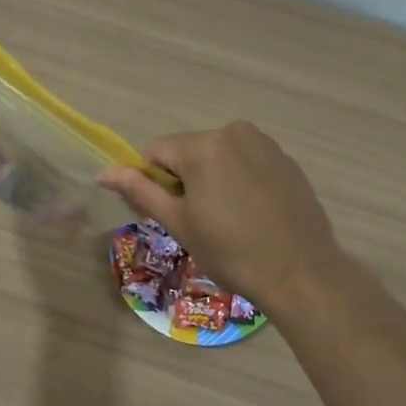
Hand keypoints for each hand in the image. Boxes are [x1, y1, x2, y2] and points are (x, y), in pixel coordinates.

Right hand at [98, 121, 344, 310]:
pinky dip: (241, 181)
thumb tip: (103, 172)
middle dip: (185, 180)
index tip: (168, 214)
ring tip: (229, 220)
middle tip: (199, 223)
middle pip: (189, 152)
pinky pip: (248, 162)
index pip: (156, 152)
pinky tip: (253, 214)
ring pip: (219, 156)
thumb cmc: (232, 252)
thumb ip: (140, 191)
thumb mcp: (179, 223)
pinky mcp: (286, 159)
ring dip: (213, 179)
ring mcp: (265, 144)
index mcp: (203, 145)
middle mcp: (233, 132)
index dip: (154, 183)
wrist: (302, 273)